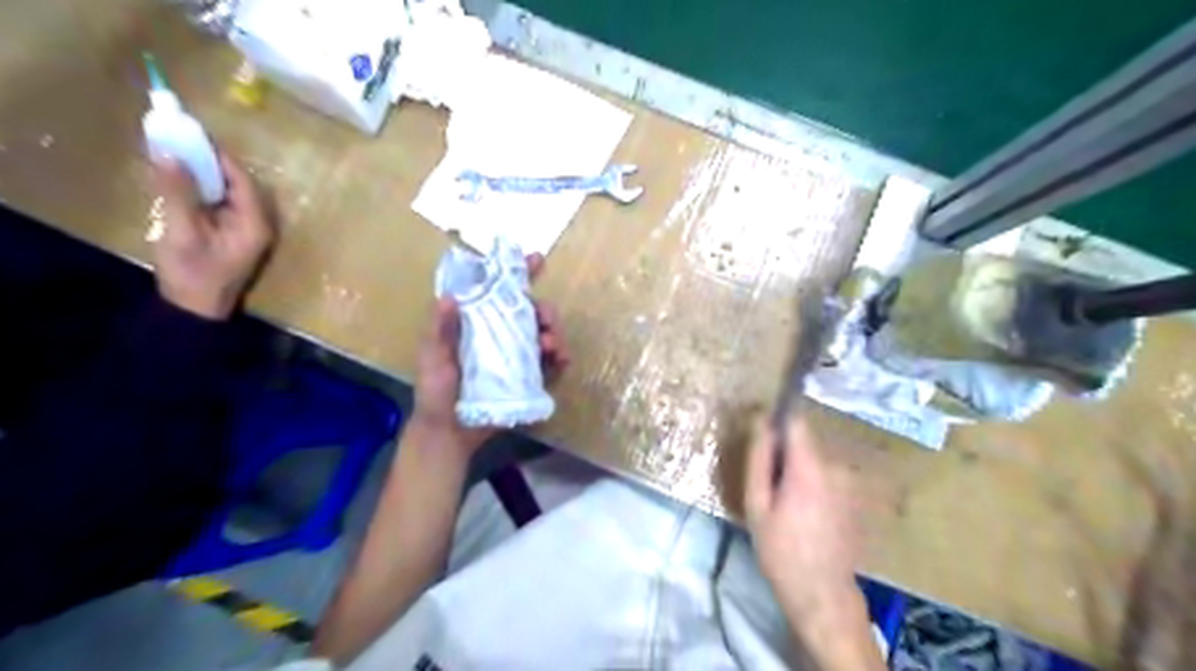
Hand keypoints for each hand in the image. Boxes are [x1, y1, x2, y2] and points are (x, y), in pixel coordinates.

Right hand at [152, 153, 274, 320]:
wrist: (194, 308)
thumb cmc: (192, 272)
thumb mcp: (182, 230)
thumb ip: (178, 191)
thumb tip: (169, 152)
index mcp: (256, 222)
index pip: (241, 179)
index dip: (217, 155)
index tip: (189, 131)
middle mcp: (260, 223)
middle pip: (238, 182)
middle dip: (209, 161)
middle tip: (177, 138)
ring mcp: (249, 229)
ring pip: (229, 191)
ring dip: (204, 173)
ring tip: (174, 152)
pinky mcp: (235, 233)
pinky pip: (222, 202)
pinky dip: (203, 188)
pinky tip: (179, 178)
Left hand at [413, 256, 567, 455]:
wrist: (450, 433)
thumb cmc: (436, 392)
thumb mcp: (433, 358)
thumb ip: (440, 330)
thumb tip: (450, 296)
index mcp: (476, 323)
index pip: (497, 292)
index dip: (517, 275)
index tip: (537, 259)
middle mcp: (499, 334)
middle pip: (529, 311)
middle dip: (544, 309)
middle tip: (547, 319)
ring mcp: (515, 356)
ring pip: (542, 334)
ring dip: (553, 333)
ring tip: (552, 345)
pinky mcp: (527, 377)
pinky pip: (549, 362)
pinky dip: (559, 357)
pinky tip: (562, 360)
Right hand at [746, 417, 858, 626]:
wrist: (822, 592)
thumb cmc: (781, 550)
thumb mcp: (756, 505)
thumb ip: (758, 459)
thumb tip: (760, 422)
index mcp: (809, 467)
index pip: (796, 421)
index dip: (777, 424)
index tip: (763, 440)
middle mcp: (836, 467)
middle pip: (806, 442)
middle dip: (786, 454)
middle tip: (770, 488)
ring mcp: (851, 482)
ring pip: (817, 460)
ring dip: (801, 470)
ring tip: (788, 506)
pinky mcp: (857, 496)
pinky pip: (829, 476)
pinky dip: (816, 484)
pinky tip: (808, 514)